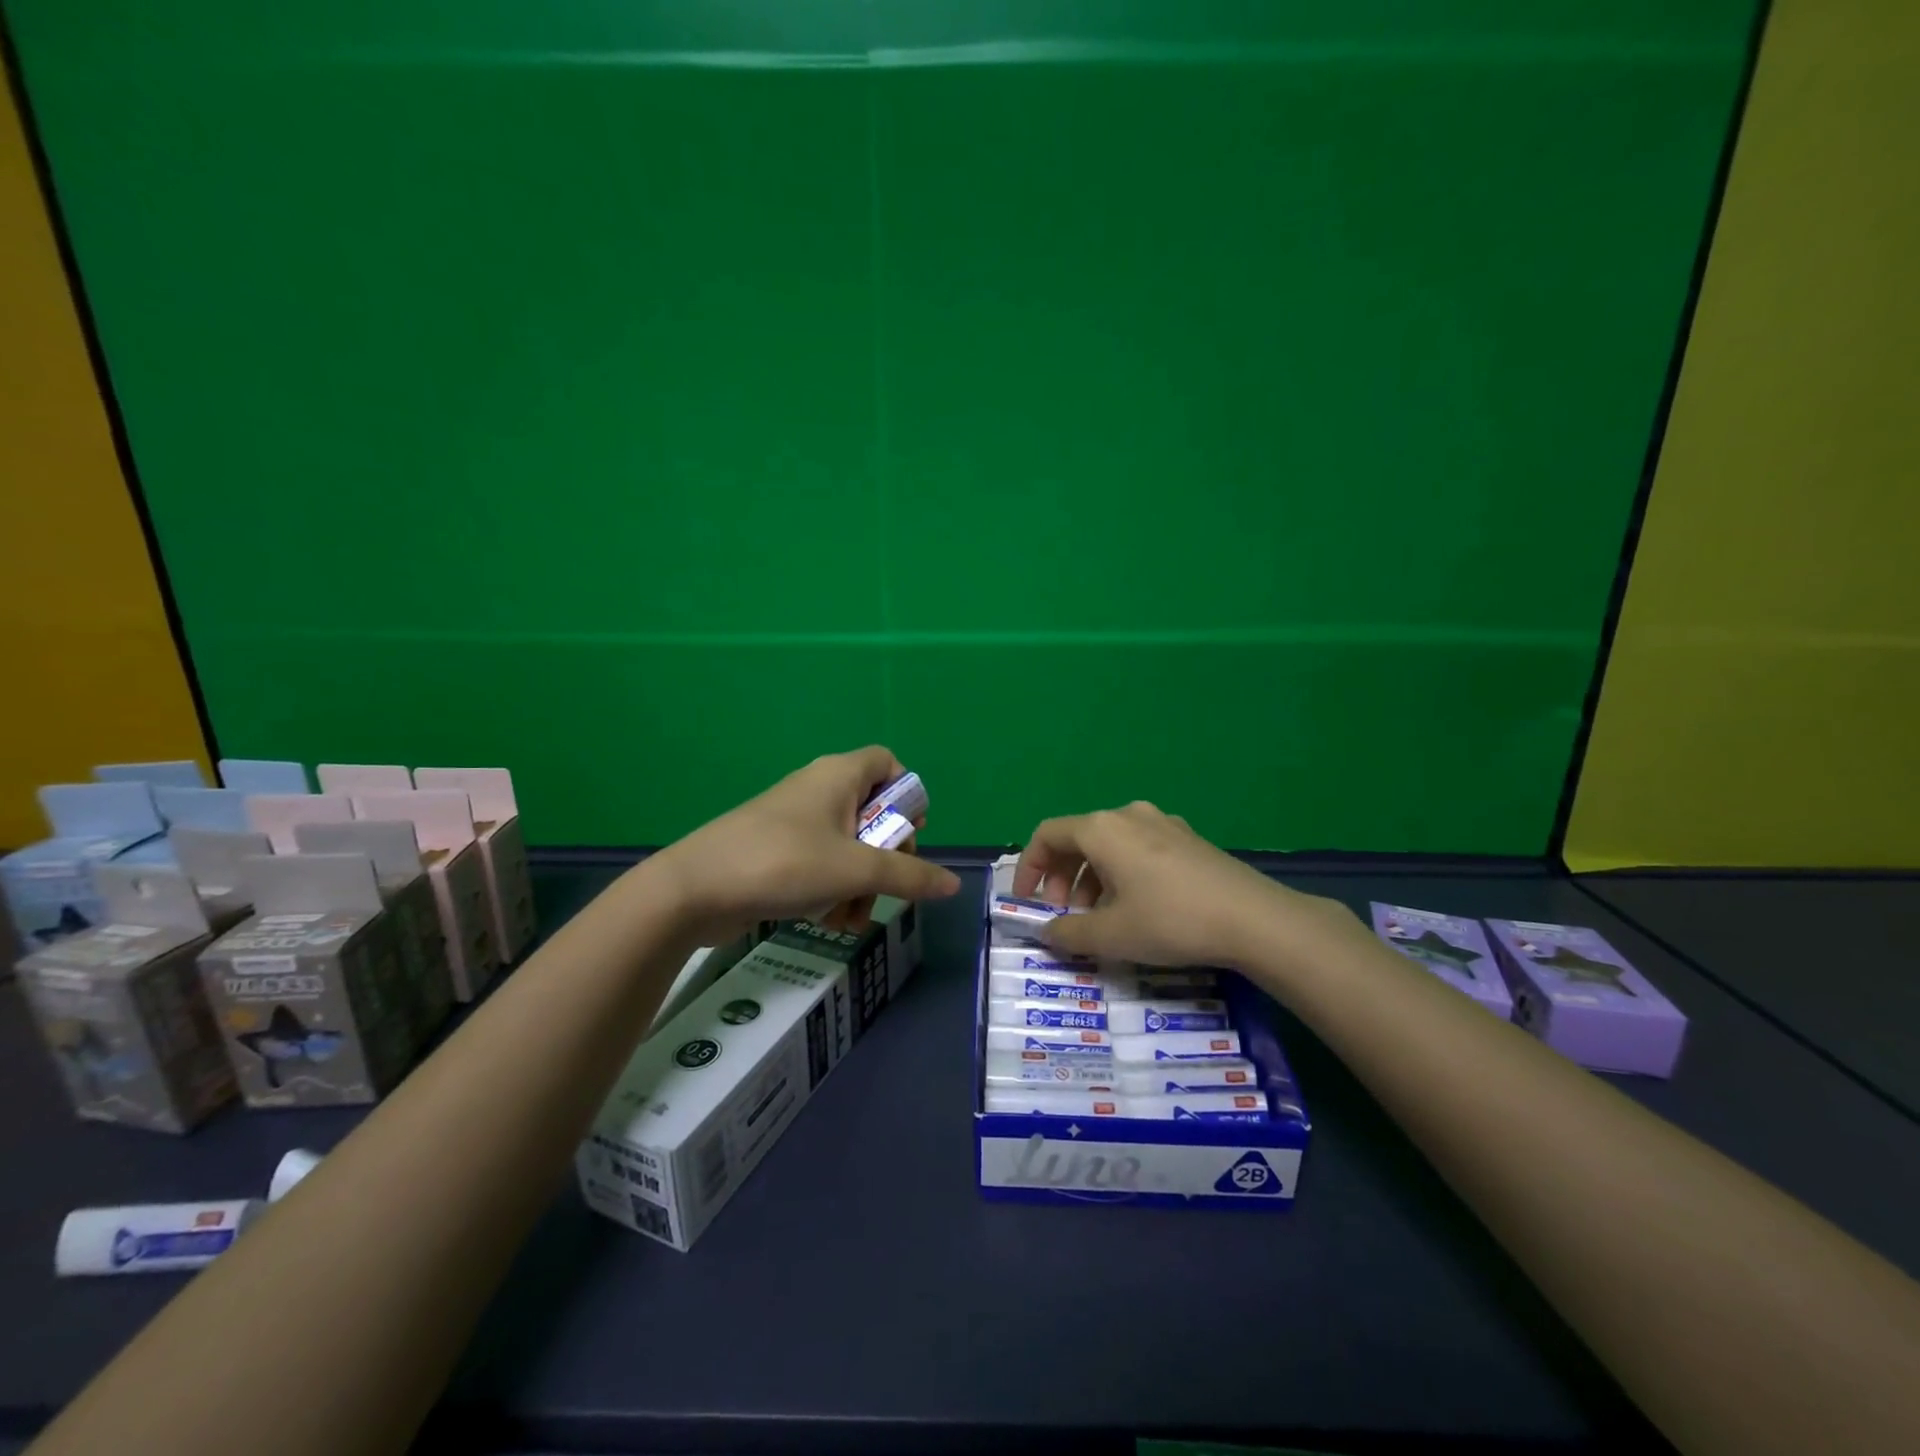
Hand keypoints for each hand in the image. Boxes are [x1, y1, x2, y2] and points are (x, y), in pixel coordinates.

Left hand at [650, 746, 960, 942]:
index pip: (888, 762)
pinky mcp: (776, 852)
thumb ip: (909, 877)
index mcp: (839, 776)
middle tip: (886, 886)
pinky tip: (828, 922)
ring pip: (848, 847)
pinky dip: (832, 890)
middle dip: (886, 858)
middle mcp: (818, 790)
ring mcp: (794, 822)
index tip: (909, 833)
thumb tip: (953, 884)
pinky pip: (820, 865)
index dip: (906, 794)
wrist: (694, 890)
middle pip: (873, 813)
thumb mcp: (855, 872)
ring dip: (860, 885)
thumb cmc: (784, 864)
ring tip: (852, 919)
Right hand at [1013, 800, 1354, 972]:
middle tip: (1065, 917)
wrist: (1255, 919)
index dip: (1030, 868)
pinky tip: (1137, 908)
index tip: (1028, 902)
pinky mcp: (1188, 839)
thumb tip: (1047, 932)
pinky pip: (1138, 849)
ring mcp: (1163, 823)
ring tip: (1100, 920)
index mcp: (1102, 829)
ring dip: (1092, 880)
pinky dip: (1121, 874)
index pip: (1047, 835)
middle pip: (1078, 839)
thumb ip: (1068, 933)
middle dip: (1063, 879)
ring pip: (1109, 846)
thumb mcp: (1111, 935)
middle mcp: (1129, 815)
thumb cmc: (1171, 921)